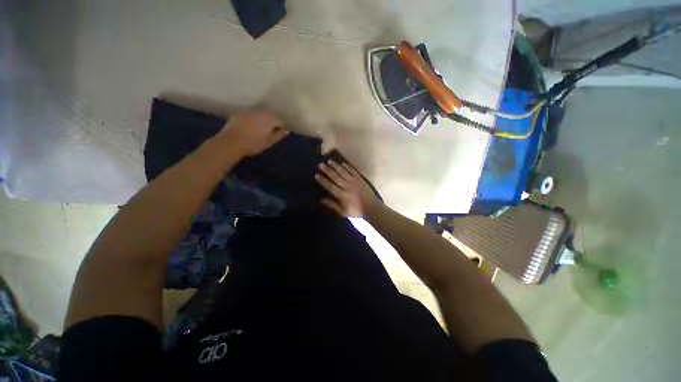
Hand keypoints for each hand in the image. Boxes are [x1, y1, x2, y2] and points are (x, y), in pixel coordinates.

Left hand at [218, 110, 288, 156]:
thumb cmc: (253, 144)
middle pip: (271, 114)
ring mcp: (249, 110)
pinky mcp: (240, 113)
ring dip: (263, 119)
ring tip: (262, 128)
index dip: (282, 126)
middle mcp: (260, 111)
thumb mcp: (268, 142)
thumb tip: (286, 130)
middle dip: (273, 121)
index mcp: (269, 118)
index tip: (281, 133)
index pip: (281, 120)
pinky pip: (251, 114)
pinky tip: (252, 126)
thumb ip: (278, 135)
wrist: (230, 142)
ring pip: (261, 113)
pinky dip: (254, 119)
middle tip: (272, 131)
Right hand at [315, 160, 379, 217]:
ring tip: (329, 161)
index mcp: (341, 194)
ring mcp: (354, 181)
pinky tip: (343, 163)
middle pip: (335, 176)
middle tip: (321, 164)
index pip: (329, 186)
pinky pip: (353, 171)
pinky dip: (348, 167)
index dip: (322, 180)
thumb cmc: (356, 210)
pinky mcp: (360, 179)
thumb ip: (332, 205)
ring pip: (343, 172)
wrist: (371, 207)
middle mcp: (346, 186)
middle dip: (327, 170)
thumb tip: (320, 200)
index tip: (316, 175)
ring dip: (336, 166)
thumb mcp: (342, 212)